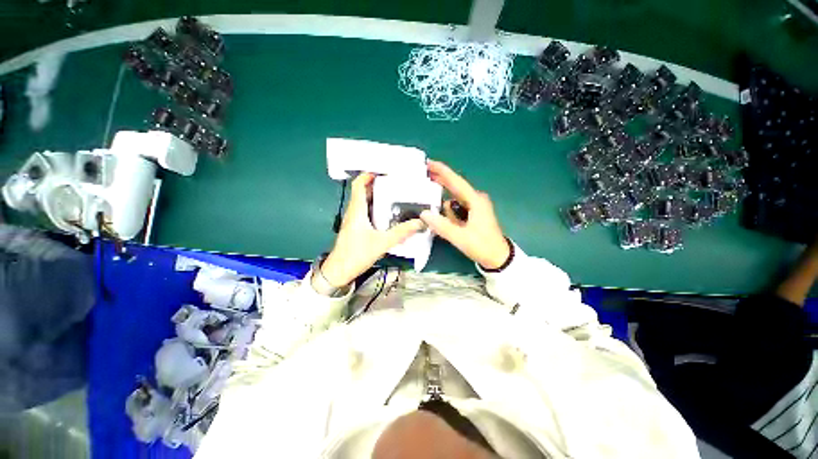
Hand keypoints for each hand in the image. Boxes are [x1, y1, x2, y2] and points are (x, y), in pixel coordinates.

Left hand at [321, 173, 423, 286]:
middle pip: (363, 192)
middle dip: (377, 184)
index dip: (367, 175)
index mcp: (357, 210)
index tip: (382, 171)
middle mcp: (354, 212)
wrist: (339, 271)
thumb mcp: (382, 242)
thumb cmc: (357, 254)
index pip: (358, 185)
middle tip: (394, 182)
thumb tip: (419, 222)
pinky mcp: (355, 228)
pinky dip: (375, 208)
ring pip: (364, 202)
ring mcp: (353, 220)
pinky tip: (387, 213)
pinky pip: (365, 212)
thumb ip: (401, 232)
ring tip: (394, 194)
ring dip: (376, 196)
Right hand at [419, 161, 509, 269]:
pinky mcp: (473, 213)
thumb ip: (441, 225)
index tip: (428, 162)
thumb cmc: (482, 245)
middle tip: (421, 179)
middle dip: (439, 184)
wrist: (498, 257)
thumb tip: (424, 214)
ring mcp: (474, 206)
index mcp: (475, 200)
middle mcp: (475, 199)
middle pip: (453, 187)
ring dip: (443, 209)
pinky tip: (443, 222)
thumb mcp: (460, 237)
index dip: (441, 171)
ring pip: (453, 201)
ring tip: (438, 219)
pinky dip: (448, 213)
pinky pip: (456, 208)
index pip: (455, 181)